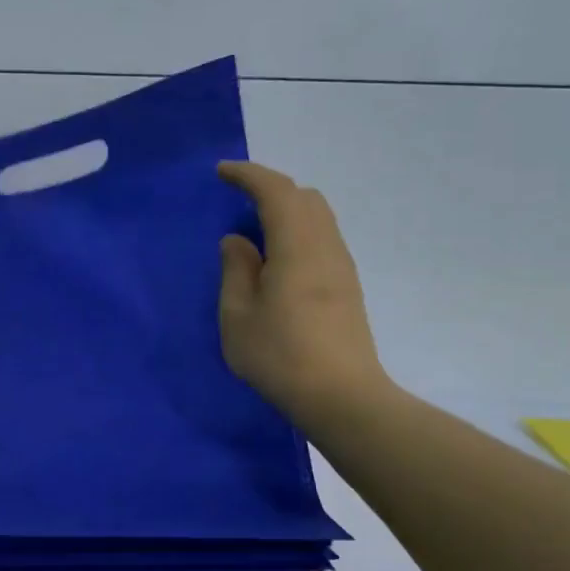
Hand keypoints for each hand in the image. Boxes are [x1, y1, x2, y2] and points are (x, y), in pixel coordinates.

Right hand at [216, 161, 393, 431]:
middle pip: (304, 197)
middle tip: (239, 197)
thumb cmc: (281, 356)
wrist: (343, 398)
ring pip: (318, 217)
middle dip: (270, 188)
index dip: (248, 175)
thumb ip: (235, 270)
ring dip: (287, 210)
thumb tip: (238, 241)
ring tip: (257, 228)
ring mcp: (341, 266)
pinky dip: (298, 231)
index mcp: (297, 246)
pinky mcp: (348, 287)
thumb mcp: (238, 316)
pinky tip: (279, 258)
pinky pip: (322, 238)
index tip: (222, 172)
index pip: (276, 191)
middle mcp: (325, 246)